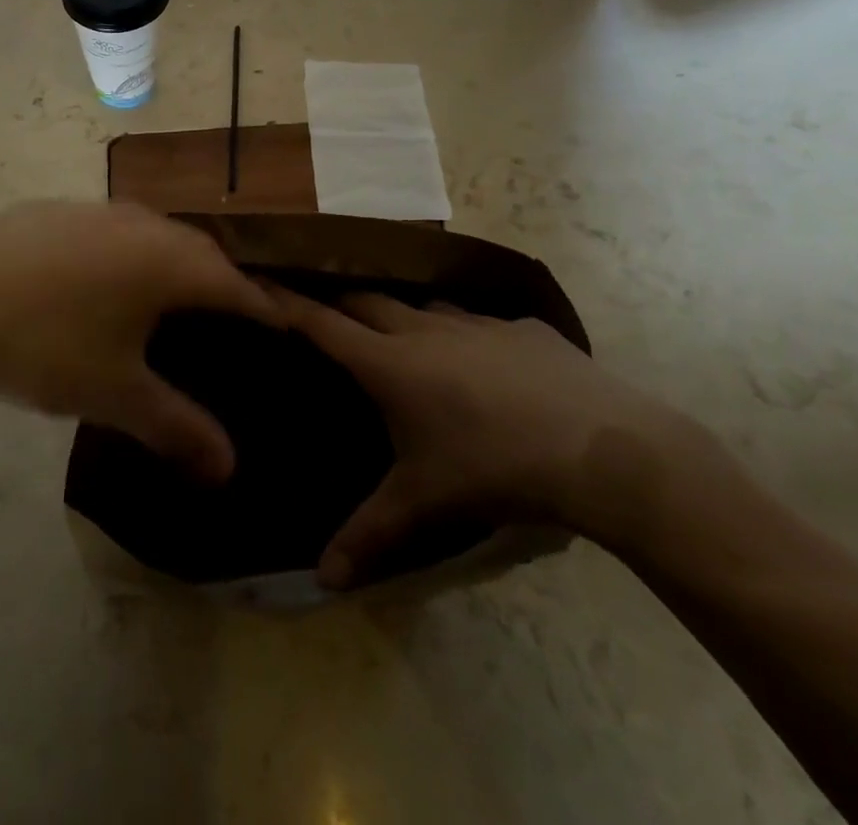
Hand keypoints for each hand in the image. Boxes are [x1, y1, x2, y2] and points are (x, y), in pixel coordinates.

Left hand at [0, 201, 280, 480]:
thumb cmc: (44, 349)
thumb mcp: (114, 393)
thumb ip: (177, 426)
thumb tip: (229, 468)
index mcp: (166, 261)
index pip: (233, 283)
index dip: (260, 306)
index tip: (280, 323)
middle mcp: (140, 223)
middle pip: (197, 249)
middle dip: (220, 279)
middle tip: (229, 312)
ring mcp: (93, 209)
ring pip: (152, 230)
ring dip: (171, 258)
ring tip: (170, 292)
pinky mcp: (52, 209)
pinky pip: (108, 226)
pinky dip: (124, 248)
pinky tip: (99, 276)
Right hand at [272, 288, 686, 586]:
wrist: (601, 451)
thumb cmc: (493, 470)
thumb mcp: (424, 504)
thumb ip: (368, 534)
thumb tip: (322, 581)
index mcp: (390, 363)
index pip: (321, 323)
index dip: (285, 301)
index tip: (256, 277)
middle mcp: (424, 328)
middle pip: (366, 300)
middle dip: (340, 303)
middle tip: (323, 311)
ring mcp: (476, 321)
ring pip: (423, 304)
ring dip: (404, 316)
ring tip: (402, 336)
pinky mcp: (522, 327)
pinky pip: (481, 321)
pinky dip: (467, 334)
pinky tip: (485, 362)